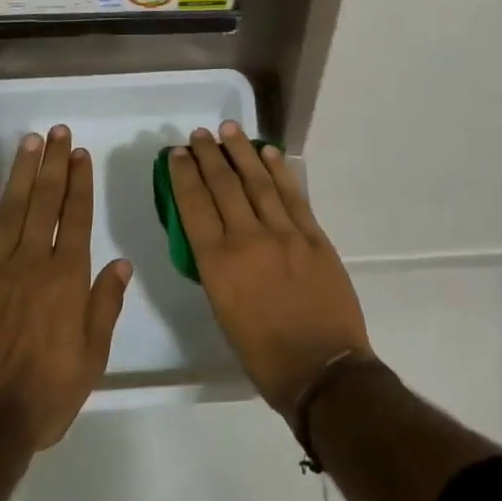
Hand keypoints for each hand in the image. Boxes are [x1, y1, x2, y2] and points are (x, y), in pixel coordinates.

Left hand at [0, 125, 131, 451]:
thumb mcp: (91, 359)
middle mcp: (32, 262)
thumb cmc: (43, 397)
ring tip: (29, 142)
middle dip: (53, 163)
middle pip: (45, 201)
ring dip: (21, 172)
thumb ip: (106, 306)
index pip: (76, 216)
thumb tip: (122, 262)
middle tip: (57, 132)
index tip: (80, 153)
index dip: (79, 181)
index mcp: (66, 278)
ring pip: (10, 208)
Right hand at [167, 122, 371, 417]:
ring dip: (241, 152)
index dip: (184, 175)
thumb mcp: (224, 313)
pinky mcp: (313, 235)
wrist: (324, 371)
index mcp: (219, 265)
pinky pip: (292, 194)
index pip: (194, 206)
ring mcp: (284, 233)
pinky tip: (267, 152)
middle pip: (223, 186)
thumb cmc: (265, 355)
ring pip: (257, 181)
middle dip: (208, 156)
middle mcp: (248, 240)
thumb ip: (218, 268)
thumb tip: (216, 235)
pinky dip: (278, 169)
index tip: (178, 154)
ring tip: (228, 129)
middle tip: (199, 134)